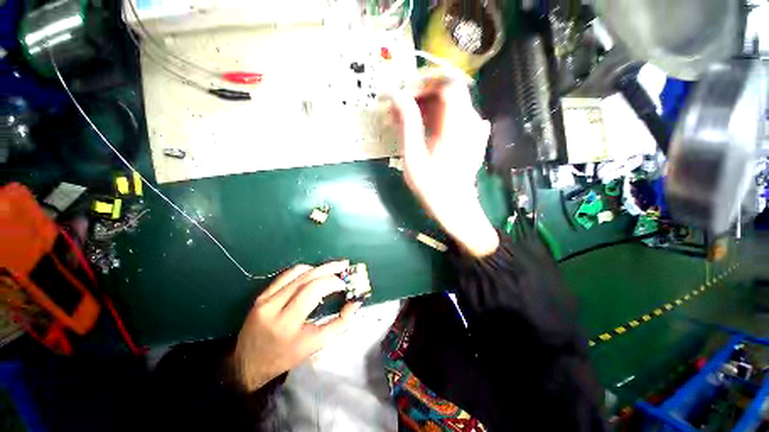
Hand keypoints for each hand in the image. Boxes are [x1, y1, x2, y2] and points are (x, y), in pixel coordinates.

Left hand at [233, 261, 360, 391]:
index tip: (345, 284)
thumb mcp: (316, 345)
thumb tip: (355, 303)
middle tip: (344, 265)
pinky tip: (315, 273)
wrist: (247, 364)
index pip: (313, 290)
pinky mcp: (262, 294)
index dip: (332, 282)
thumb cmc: (285, 357)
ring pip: (297, 272)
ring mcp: (265, 298)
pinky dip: (305, 270)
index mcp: (287, 323)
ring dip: (318, 268)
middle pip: (307, 277)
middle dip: (329, 268)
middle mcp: (274, 306)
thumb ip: (339, 324)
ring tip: (333, 268)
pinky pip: (287, 274)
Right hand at [389, 72, 498, 256]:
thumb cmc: (432, 187)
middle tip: (398, 107)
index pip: (447, 82)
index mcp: (457, 124)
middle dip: (420, 93)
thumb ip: (407, 123)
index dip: (424, 81)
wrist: (455, 208)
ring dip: (425, 106)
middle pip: (448, 90)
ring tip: (403, 119)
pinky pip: (452, 116)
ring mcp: (472, 128)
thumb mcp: (414, 157)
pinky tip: (419, 129)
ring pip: (448, 103)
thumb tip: (395, 95)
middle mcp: (469, 120)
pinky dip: (434, 116)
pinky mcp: (469, 137)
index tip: (403, 93)